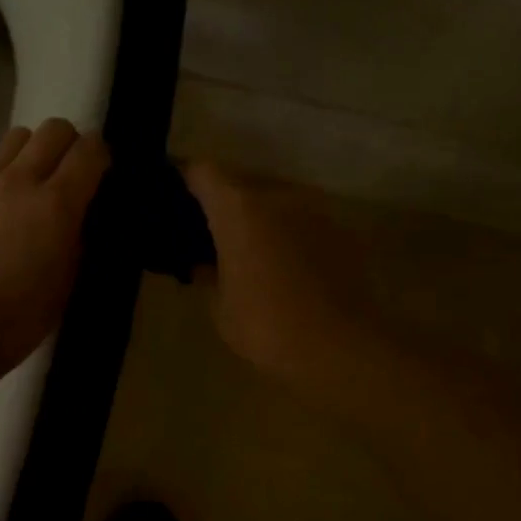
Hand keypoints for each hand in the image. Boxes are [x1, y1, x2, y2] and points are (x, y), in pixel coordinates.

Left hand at [0, 119, 110, 371]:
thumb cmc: (19, 317)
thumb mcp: (67, 282)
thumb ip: (78, 239)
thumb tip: (80, 217)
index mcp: (56, 204)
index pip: (90, 151)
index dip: (103, 157)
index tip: (104, 176)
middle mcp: (21, 181)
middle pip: (54, 129)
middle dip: (71, 144)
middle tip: (74, 176)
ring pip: (18, 136)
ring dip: (36, 150)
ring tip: (38, 184)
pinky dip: (10, 169)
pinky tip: (10, 203)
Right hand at [183, 161, 380, 390]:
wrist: (341, 348)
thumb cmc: (266, 326)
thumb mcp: (220, 307)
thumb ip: (208, 275)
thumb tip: (203, 264)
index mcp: (238, 209)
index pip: (203, 172)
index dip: (187, 179)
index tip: (178, 197)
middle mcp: (277, 196)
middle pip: (242, 182)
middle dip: (226, 202)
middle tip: (214, 232)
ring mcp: (315, 209)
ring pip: (277, 200)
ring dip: (262, 217)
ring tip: (253, 249)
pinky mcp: (342, 229)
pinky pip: (304, 221)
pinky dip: (290, 233)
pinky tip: (287, 265)